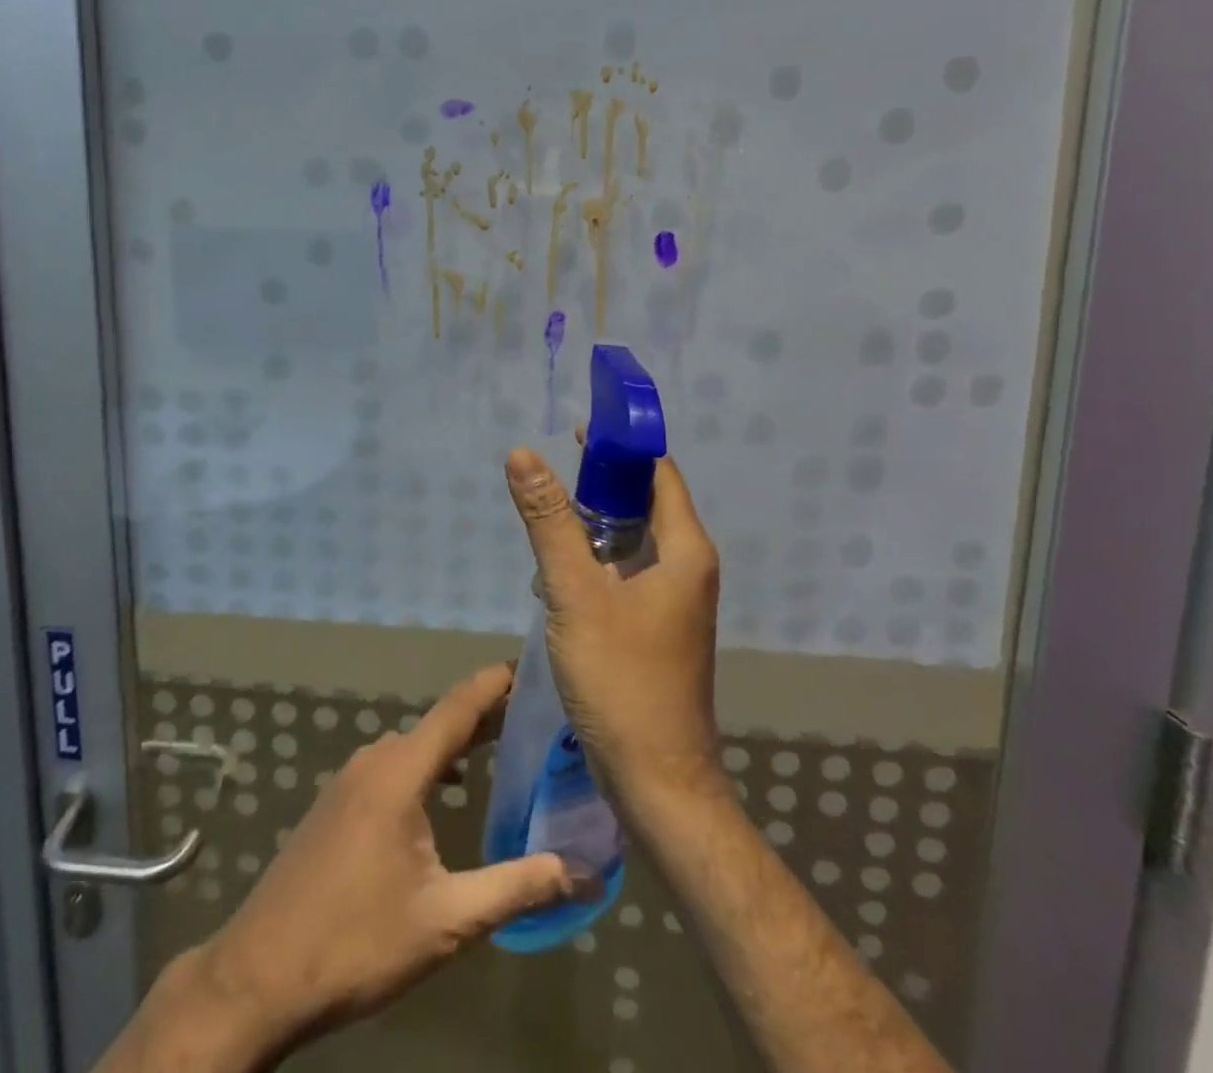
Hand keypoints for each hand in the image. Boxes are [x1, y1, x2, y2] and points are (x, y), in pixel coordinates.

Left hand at [188, 664, 573, 1061]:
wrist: (261, 972)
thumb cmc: (358, 940)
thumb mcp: (447, 919)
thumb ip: (516, 888)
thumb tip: (581, 871)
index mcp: (400, 771)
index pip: (457, 708)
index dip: (494, 684)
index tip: (529, 666)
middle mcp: (374, 759)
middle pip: (438, 724)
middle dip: (485, 717)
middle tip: (533, 716)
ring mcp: (349, 779)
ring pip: (413, 746)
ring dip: (455, 743)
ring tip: (499, 749)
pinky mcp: (336, 802)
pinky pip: (392, 766)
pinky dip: (427, 765)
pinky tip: (445, 791)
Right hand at [503, 448, 723, 813]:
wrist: (657, 780)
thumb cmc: (621, 679)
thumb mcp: (575, 593)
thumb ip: (549, 522)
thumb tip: (524, 454)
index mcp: (684, 551)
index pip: (657, 472)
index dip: (620, 447)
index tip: (574, 431)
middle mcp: (688, 569)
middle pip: (644, 504)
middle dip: (598, 484)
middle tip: (548, 475)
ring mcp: (675, 601)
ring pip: (632, 541)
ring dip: (592, 525)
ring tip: (545, 521)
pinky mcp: (657, 627)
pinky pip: (626, 573)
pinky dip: (595, 560)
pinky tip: (557, 572)